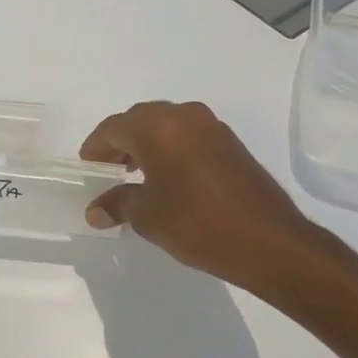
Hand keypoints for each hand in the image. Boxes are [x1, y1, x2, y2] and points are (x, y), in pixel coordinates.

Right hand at [80, 100, 326, 290]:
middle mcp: (183, 116)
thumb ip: (118, 204)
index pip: (113, 128)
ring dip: (147, 143)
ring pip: (166, 125)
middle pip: (140, 120)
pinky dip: (172, 148)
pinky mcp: (231, 142)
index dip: (96, 147)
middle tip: (108, 169)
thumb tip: (95, 210)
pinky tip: (169, 177)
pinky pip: (188, 135)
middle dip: (120, 142)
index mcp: (157, 127)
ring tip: (136, 174)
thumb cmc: (198, 223)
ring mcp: (211, 126)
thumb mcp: (148, 216)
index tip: (87, 166)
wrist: (270, 241)